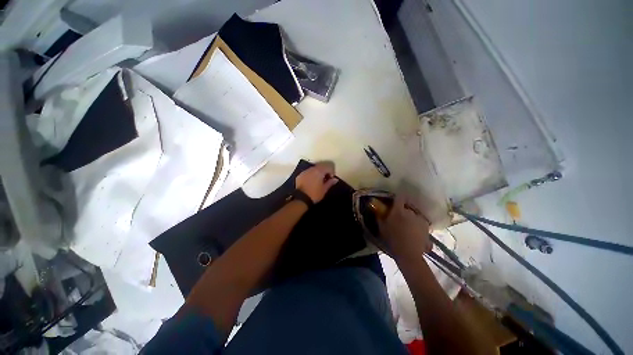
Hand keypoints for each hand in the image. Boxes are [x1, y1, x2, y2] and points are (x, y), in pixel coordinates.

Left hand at [295, 163, 338, 202]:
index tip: (331, 178)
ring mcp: (305, 171)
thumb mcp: (324, 189)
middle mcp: (312, 169)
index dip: (331, 172)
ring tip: (318, 180)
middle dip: (324, 171)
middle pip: (320, 166)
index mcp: (319, 171)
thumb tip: (335, 179)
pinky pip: (308, 172)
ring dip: (317, 172)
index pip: (328, 167)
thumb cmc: (314, 194)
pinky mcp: (300, 175)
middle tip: (325, 179)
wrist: (301, 199)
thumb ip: (330, 183)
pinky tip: (311, 182)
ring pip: (313, 169)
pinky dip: (311, 175)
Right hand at [377, 195, 431, 261]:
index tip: (394, 201)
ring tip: (407, 228)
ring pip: (413, 215)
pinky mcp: (426, 226)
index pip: (399, 197)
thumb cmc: (392, 239)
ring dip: (410, 218)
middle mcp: (410, 212)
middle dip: (402, 211)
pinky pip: (420, 222)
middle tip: (398, 219)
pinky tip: (414, 233)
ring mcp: (419, 219)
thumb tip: (378, 209)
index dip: (397, 197)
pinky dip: (417, 225)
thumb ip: (380, 216)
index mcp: (398, 211)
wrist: (409, 254)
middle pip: (406, 207)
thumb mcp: (382, 227)